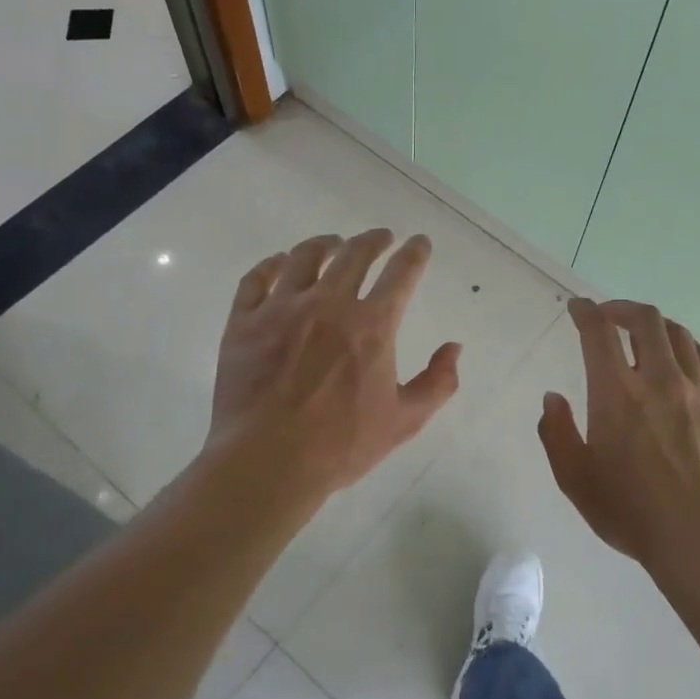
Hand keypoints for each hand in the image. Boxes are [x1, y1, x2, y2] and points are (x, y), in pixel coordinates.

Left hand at [205, 230, 460, 504]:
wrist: (267, 461)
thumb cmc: (341, 445)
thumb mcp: (404, 421)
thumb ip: (437, 382)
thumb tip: (454, 348)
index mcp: (372, 325)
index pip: (401, 273)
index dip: (414, 253)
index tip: (419, 243)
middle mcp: (329, 304)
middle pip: (355, 254)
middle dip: (373, 240)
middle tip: (381, 237)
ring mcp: (282, 309)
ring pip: (305, 257)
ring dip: (325, 243)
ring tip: (333, 243)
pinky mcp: (245, 322)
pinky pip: (257, 278)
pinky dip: (272, 264)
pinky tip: (280, 262)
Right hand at [539, 298, 699, 572]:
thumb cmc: (631, 513)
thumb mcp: (575, 479)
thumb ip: (556, 433)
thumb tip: (553, 399)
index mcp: (617, 394)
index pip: (598, 333)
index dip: (585, 312)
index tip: (578, 307)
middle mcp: (660, 380)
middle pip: (646, 321)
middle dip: (623, 309)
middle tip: (609, 316)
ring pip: (681, 337)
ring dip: (657, 326)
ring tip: (645, 334)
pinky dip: (693, 350)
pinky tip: (688, 358)